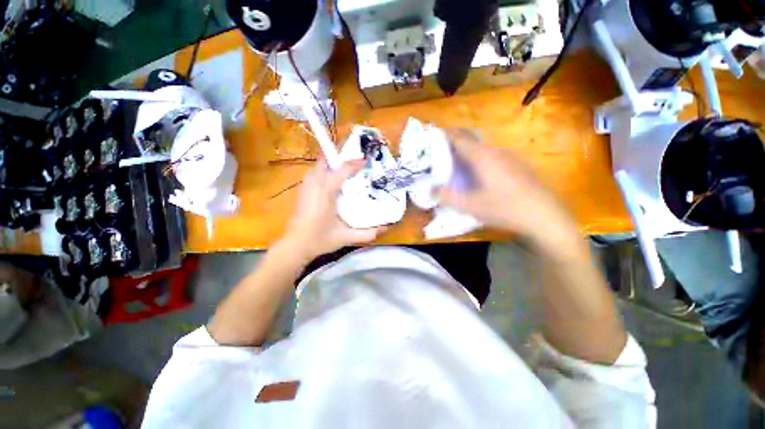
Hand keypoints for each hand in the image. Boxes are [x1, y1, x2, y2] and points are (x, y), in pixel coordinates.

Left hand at [280, 159, 384, 261]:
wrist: (296, 246)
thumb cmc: (321, 240)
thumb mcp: (347, 237)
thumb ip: (368, 233)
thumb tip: (387, 227)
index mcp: (326, 191)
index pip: (342, 170)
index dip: (355, 163)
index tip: (366, 160)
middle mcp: (314, 184)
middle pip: (326, 161)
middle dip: (340, 158)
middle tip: (355, 164)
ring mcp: (305, 186)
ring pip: (319, 166)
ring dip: (332, 165)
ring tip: (347, 171)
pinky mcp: (302, 191)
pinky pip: (314, 174)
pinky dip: (325, 172)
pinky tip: (333, 183)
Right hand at [437, 129, 579, 254]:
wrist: (545, 216)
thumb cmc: (504, 208)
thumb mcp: (470, 205)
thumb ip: (446, 196)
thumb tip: (430, 190)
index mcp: (482, 156)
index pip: (459, 138)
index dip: (444, 134)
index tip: (431, 135)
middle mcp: (496, 151)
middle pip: (471, 140)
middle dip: (453, 143)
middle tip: (440, 154)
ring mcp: (510, 157)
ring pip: (482, 149)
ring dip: (467, 153)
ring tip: (456, 165)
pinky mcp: (518, 166)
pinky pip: (492, 156)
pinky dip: (479, 160)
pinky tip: (479, 176)